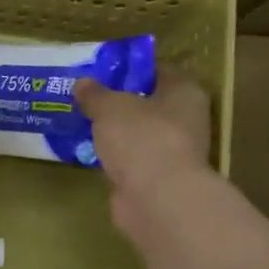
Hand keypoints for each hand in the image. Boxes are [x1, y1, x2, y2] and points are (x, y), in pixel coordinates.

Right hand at [75, 69, 214, 234]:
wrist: (156, 199)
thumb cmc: (141, 138)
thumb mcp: (110, 107)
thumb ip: (95, 94)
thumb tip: (82, 83)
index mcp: (184, 92)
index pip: (159, 72)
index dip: (132, 70)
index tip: (103, 72)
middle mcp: (186, 121)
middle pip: (149, 105)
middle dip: (121, 103)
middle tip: (88, 98)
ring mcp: (173, 153)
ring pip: (139, 135)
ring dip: (117, 134)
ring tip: (84, 124)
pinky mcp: (158, 180)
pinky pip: (132, 161)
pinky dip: (115, 159)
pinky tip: (90, 154)